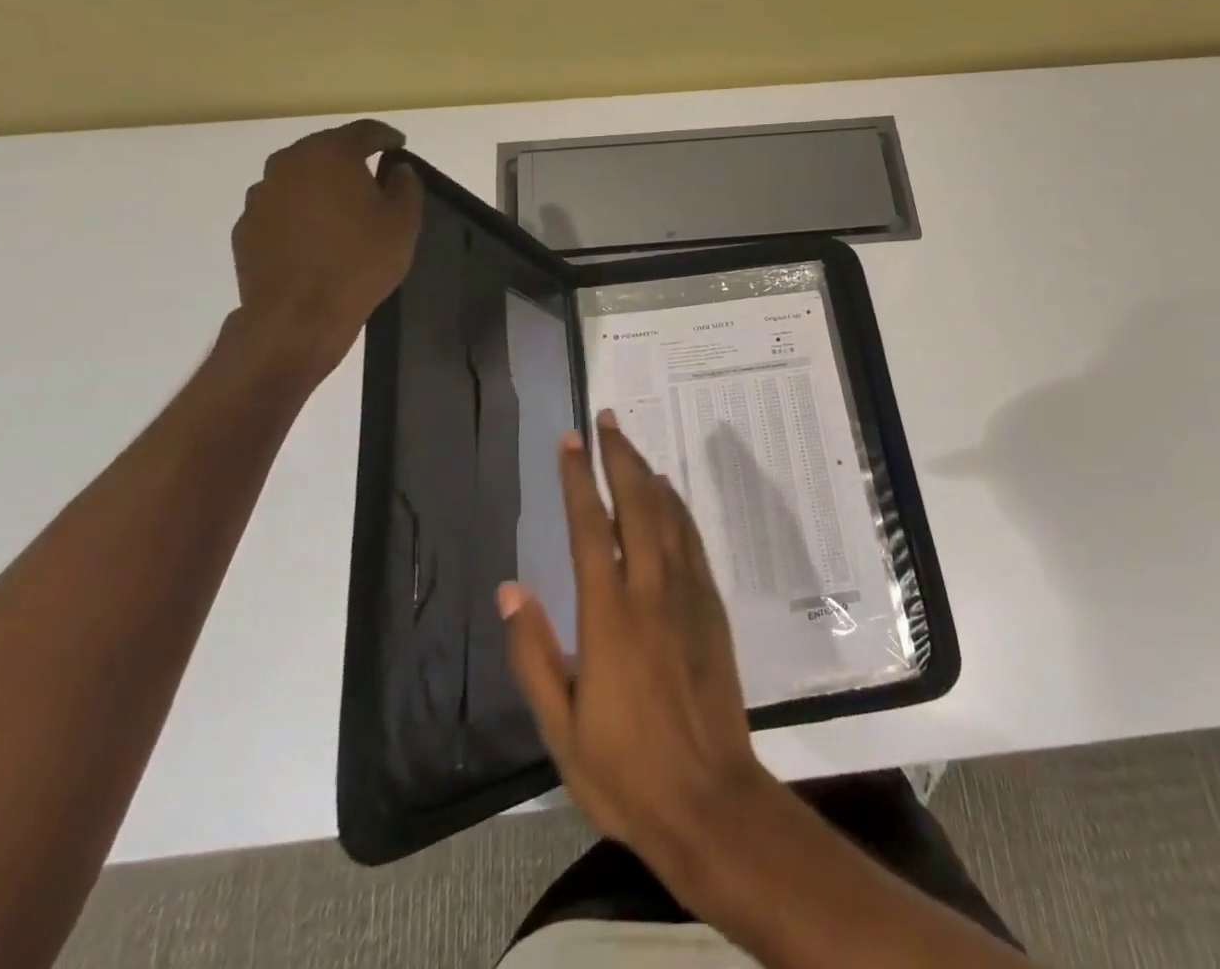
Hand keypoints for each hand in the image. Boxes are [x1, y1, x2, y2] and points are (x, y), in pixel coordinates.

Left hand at [229, 119, 422, 379]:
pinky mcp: (246, 227)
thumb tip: (398, 169)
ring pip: (298, 179)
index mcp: (330, 155)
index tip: (399, 145)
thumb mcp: (403, 224)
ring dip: (321, 187)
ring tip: (342, 211)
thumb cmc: (360, 262)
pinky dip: (299, 215)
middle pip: (324, 149)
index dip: (385, 136)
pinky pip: (281, 209)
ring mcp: (261, 195)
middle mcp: (288, 164)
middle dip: (349, 159)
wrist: (298, 314)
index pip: (363, 131)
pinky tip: (315, 238)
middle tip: (372, 177)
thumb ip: (406, 187)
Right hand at [500, 412, 774, 881]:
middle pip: (636, 503)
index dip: (578, 479)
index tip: (570, 441)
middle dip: (619, 456)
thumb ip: (532, 653)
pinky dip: (677, 508)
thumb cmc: (626, 771)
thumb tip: (508, 589)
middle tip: (606, 419)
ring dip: (647, 472)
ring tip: (630, 443)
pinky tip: (669, 495)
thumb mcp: (560, 728)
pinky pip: (692, 541)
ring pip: (668, 514)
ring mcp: (688, 595)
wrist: (710, 800)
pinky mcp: (712, 608)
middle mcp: (651, 590)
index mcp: (609, 615)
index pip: (590, 526)